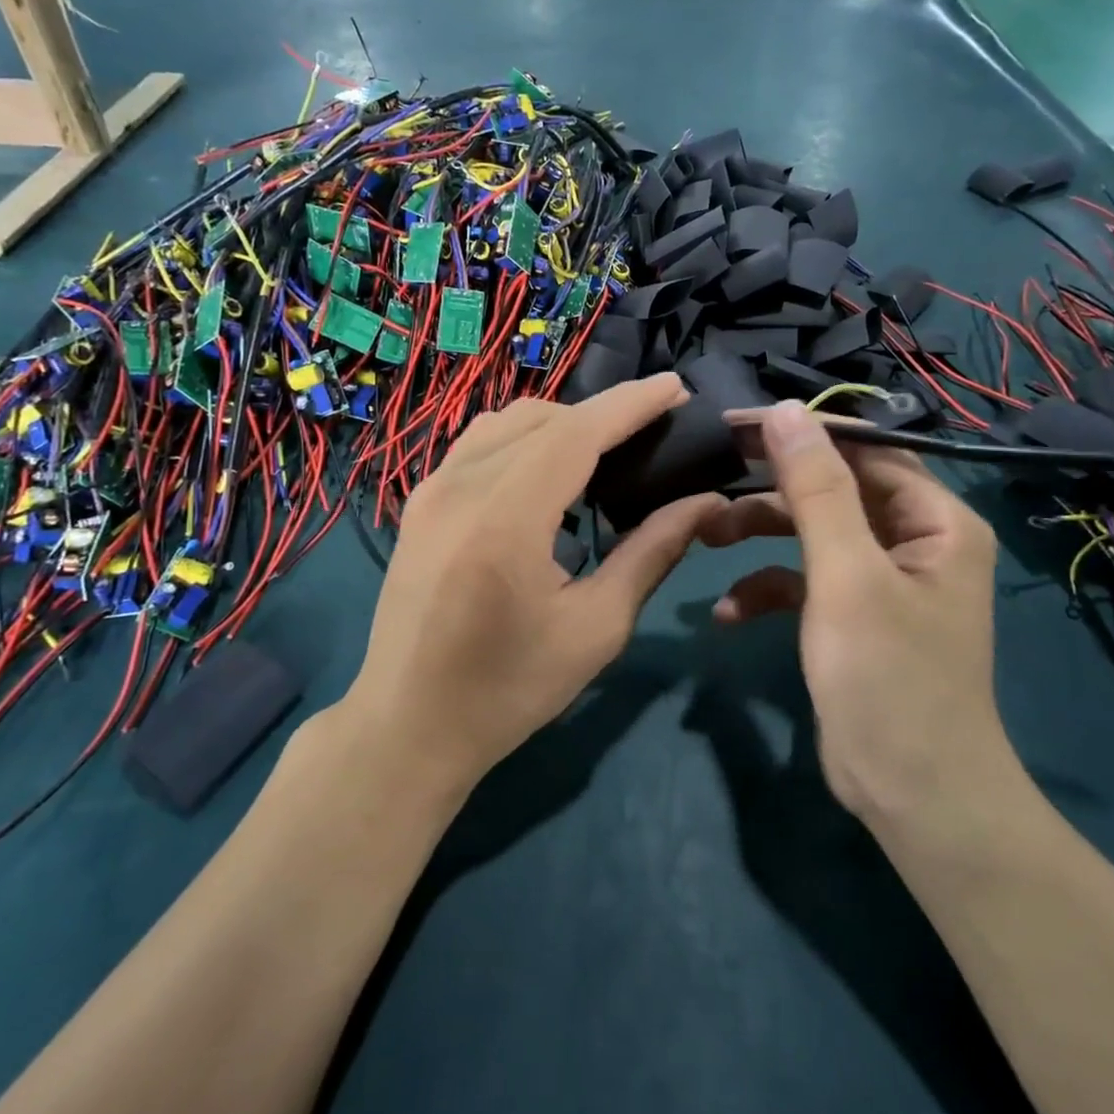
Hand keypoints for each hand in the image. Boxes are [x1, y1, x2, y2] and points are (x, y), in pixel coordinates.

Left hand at [342, 374, 723, 792]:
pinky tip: (549, 473)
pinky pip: (479, 444)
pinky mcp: (419, 502)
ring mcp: (430, 490)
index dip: (630, 404)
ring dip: (562, 423)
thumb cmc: (509, 689)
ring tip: (606, 450)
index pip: (577, 433)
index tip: (675, 387)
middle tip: (652, 430)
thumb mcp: (596, 628)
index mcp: (505, 519)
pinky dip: (524, 439)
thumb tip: (704, 502)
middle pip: (543, 418)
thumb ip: (652, 553)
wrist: (408, 725)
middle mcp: (460, 487)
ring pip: (507, 423)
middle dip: (603, 413)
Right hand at [699, 402, 1003, 824]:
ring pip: (813, 531)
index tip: (734, 425)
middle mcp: (914, 540)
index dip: (801, 431)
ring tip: (707, 536)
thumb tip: (785, 411)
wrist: (915, 799)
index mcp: (935, 520)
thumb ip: (816, 489)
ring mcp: (882, 579)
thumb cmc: (889, 680)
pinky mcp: (853, 615)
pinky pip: (805, 581)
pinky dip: (768, 587)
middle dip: (772, 485)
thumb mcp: (846, 577)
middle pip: (834, 486)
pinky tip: (729, 613)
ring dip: (761, 533)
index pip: (864, 448)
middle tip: (712, 468)